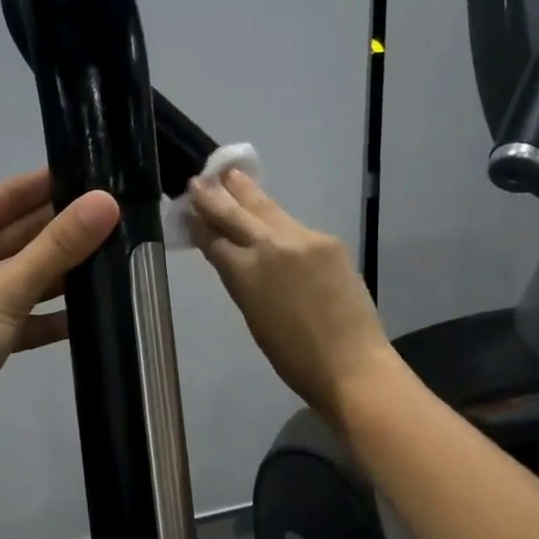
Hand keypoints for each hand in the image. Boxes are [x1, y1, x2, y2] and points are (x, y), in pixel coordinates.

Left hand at [0, 168, 119, 464]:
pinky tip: (90, 313)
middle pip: (16, 236)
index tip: (99, 175)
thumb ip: (57, 247)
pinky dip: (48, 314)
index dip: (50, 185)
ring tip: (116, 259)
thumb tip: (107, 202)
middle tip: (120, 219)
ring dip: (60, 274)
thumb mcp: (3, 289)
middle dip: (62, 232)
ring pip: (21, 275)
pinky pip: (20, 312)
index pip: (5, 196)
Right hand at [191, 170, 393, 424]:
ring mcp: (303, 240)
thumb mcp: (253, 316)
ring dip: (247, 193)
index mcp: (244, 274)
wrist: (351, 363)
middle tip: (199, 180)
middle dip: (216, 197)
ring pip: (268, 210)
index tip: (188, 206)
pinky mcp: (328, 241)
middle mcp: (270, 247)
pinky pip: (294, 225)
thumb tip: (231, 256)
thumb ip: (240, 279)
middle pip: (236, 214)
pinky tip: (270, 214)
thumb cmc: (293, 357)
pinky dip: (277, 219)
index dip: (199, 221)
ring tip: (232, 175)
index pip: (214, 238)